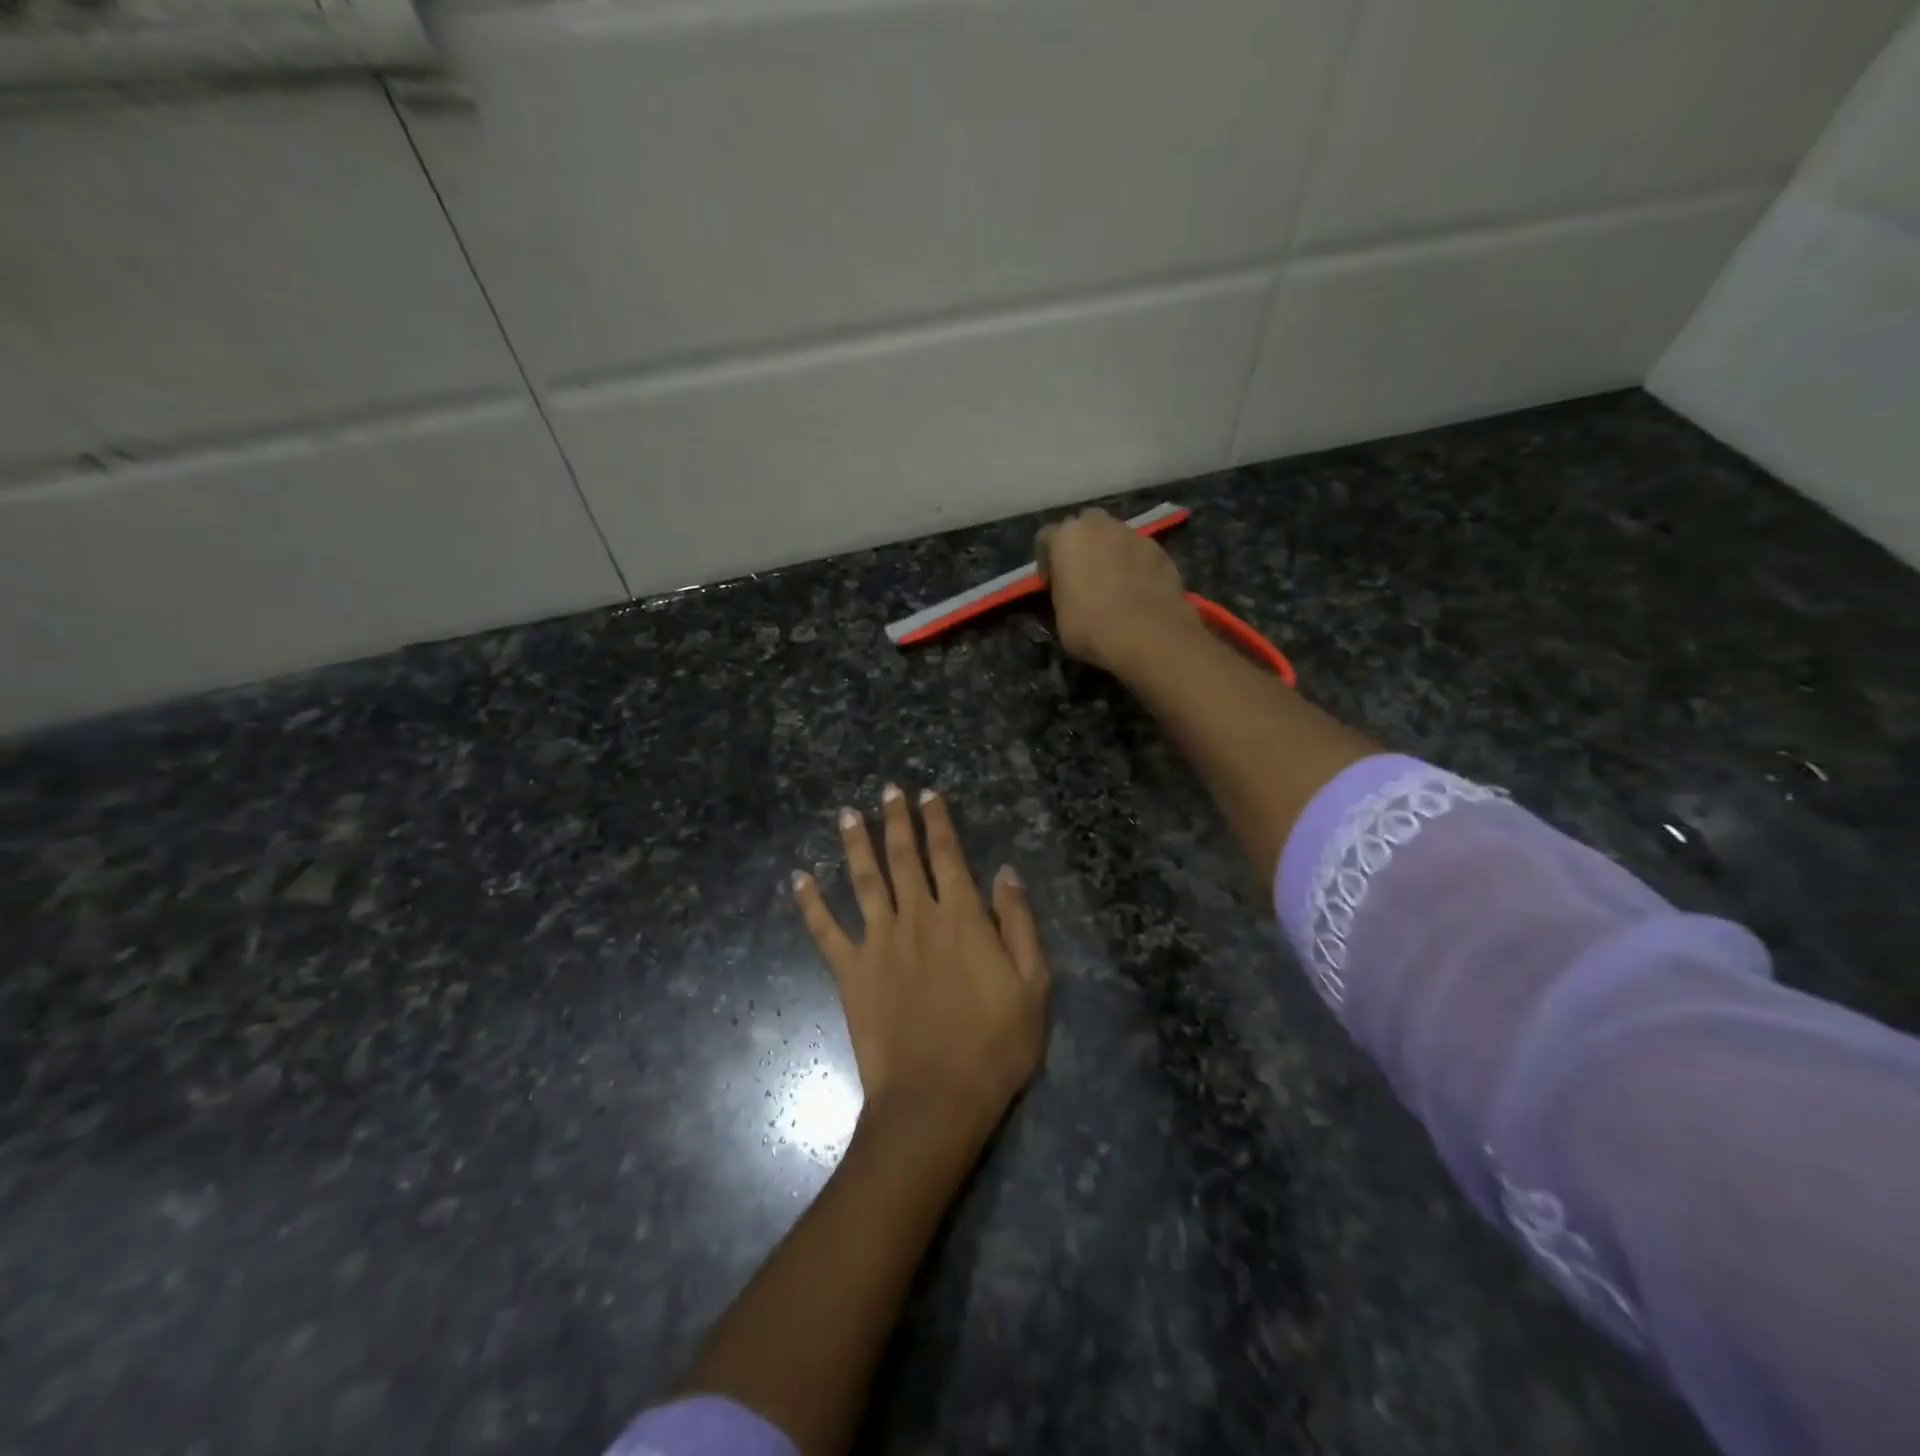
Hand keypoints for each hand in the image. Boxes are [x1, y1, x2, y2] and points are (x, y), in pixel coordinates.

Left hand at [792, 786, 1049, 1145]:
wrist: (936, 1100)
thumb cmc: (994, 1046)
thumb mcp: (1032, 984)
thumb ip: (1018, 923)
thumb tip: (1004, 872)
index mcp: (961, 917)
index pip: (946, 854)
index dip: (937, 821)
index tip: (927, 794)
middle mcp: (916, 917)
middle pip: (902, 856)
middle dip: (896, 819)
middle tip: (887, 790)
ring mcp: (878, 942)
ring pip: (863, 880)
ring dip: (854, 844)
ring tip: (847, 814)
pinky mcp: (850, 972)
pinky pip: (825, 930)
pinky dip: (809, 903)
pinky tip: (797, 878)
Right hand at [1035, 509, 1196, 672]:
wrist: (1147, 634)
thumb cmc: (1090, 626)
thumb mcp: (1059, 616)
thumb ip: (1061, 593)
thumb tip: (1069, 594)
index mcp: (1067, 537)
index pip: (1046, 537)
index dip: (1046, 562)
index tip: (1051, 585)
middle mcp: (1101, 525)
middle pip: (1086, 527)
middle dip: (1082, 546)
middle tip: (1083, 577)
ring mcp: (1135, 535)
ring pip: (1116, 538)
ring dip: (1111, 554)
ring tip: (1115, 586)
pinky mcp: (1161, 551)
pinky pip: (1141, 554)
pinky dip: (1137, 567)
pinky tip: (1138, 593)